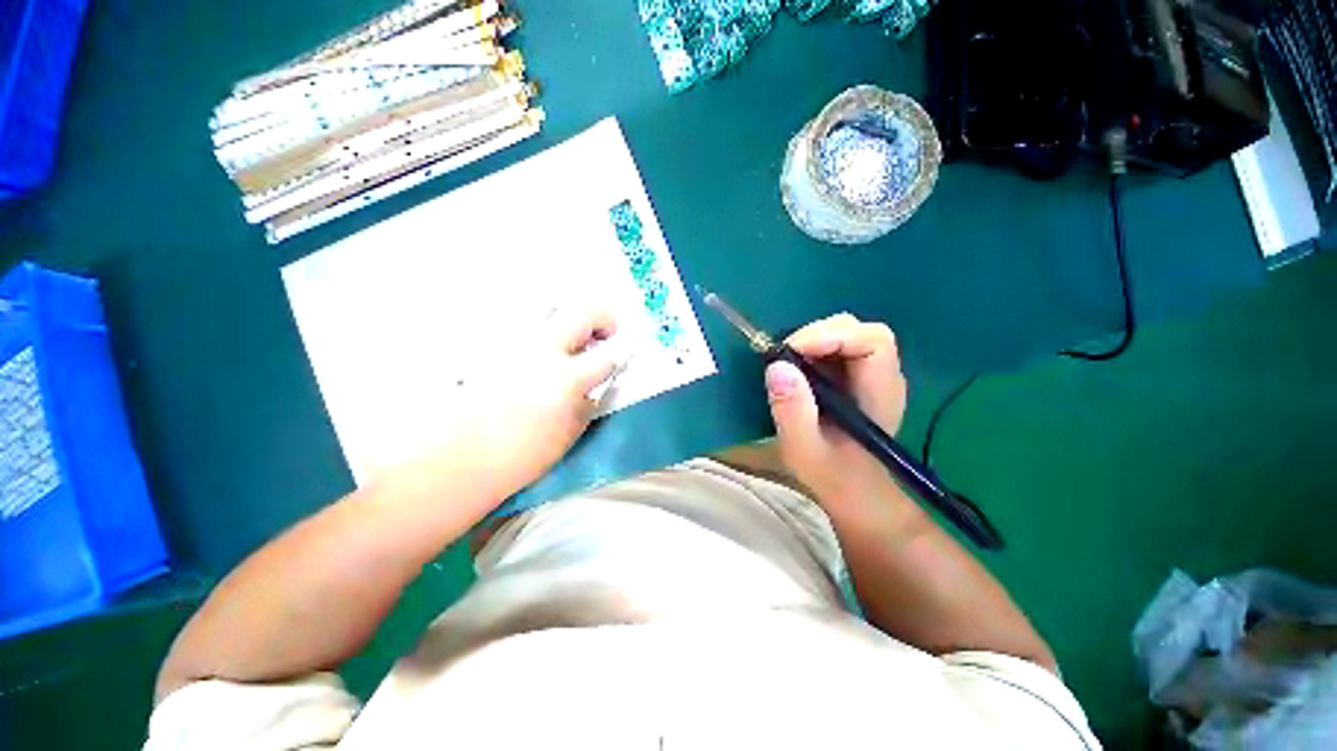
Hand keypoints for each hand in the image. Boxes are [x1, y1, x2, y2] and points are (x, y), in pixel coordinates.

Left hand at [451, 305, 620, 495]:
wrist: (463, 459)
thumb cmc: (523, 454)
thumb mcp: (571, 430)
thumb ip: (590, 398)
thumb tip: (599, 380)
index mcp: (566, 378)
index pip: (608, 354)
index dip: (624, 350)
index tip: (628, 349)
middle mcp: (542, 350)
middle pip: (584, 312)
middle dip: (606, 316)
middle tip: (611, 330)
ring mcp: (516, 342)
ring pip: (552, 305)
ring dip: (574, 315)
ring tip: (579, 334)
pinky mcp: (495, 344)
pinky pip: (527, 320)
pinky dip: (545, 324)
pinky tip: (546, 344)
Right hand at [765, 314, 907, 511]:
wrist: (854, 491)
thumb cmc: (833, 475)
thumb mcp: (804, 449)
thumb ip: (792, 411)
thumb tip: (776, 366)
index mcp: (880, 392)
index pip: (873, 340)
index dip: (832, 336)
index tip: (791, 351)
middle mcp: (880, 374)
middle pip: (856, 329)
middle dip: (815, 335)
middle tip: (782, 358)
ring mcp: (867, 373)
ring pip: (843, 333)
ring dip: (809, 341)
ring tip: (785, 364)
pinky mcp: (852, 375)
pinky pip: (832, 347)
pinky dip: (808, 350)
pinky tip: (794, 371)